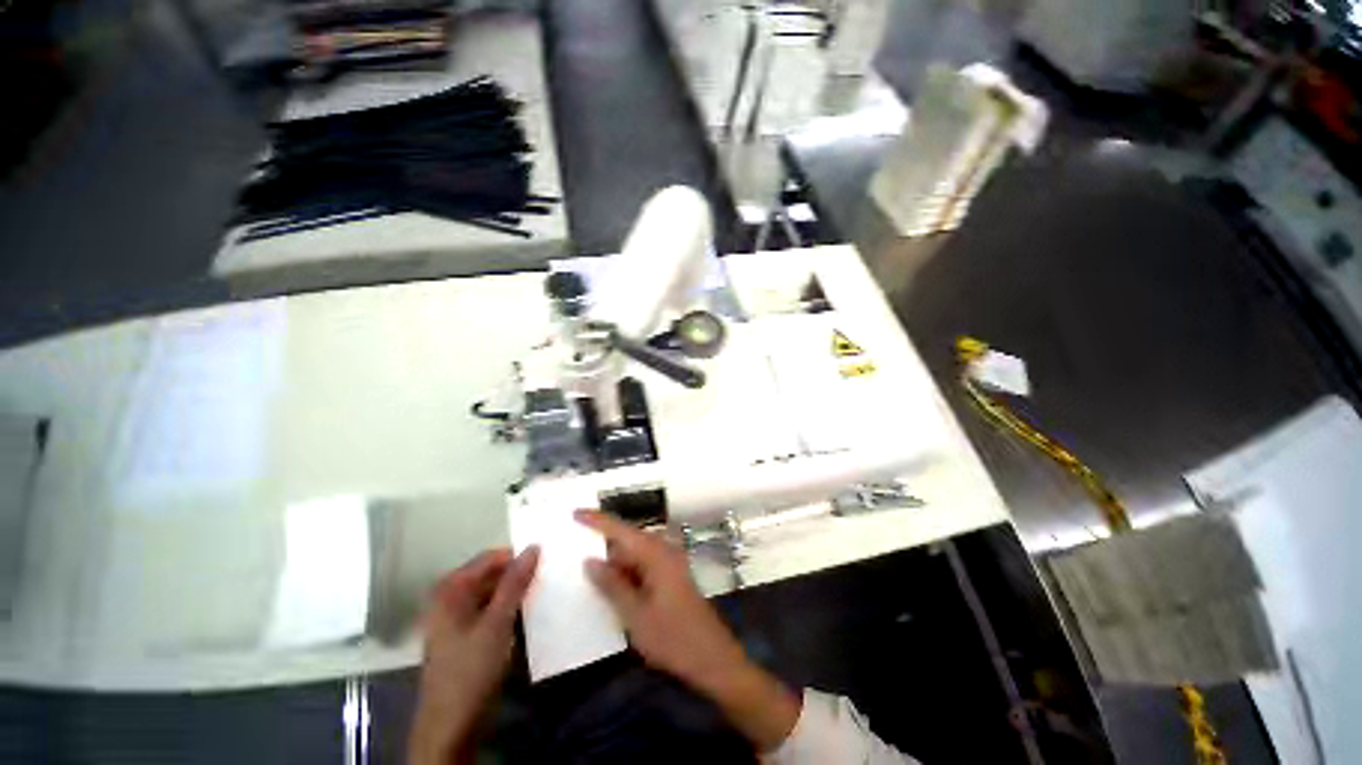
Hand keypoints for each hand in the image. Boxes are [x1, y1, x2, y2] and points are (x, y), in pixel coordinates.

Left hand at [408, 547, 538, 764]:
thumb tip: (534, 547)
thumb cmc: (470, 669)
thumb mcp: (497, 623)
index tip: (547, 560)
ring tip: (544, 593)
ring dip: (516, 593)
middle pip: (490, 575)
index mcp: (451, 589)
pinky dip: (508, 610)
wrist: (450, 726)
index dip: (518, 557)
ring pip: (492, 594)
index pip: (491, 557)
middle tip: (549, 577)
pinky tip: (528, 615)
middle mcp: (450, 598)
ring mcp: (456, 619)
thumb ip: (515, 583)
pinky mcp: (464, 637)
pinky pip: (490, 611)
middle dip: (518, 575)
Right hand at [577, 511, 800, 751]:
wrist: (714, 660)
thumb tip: (590, 560)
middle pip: (628, 540)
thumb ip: (612, 585)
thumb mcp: (635, 615)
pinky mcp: (672, 577)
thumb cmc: (674, 639)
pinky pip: (643, 567)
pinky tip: (610, 586)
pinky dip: (626, 573)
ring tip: (585, 568)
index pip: (621, 529)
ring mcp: (670, 564)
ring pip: (635, 555)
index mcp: (656, 554)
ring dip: (614, 562)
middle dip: (603, 543)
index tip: (574, 512)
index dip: (597, 520)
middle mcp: (664, 551)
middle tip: (574, 547)